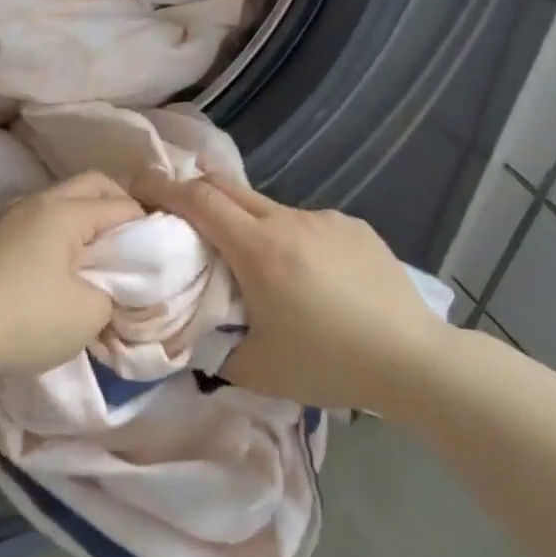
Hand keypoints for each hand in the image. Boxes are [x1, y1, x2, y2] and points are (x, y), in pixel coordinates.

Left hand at [0, 172, 142, 381]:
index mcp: (65, 210)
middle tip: (133, 246)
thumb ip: (116, 292)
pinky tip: (60, 268)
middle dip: (119, 208)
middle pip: (91, 186)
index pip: (123, 205)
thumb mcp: (90, 314)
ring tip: (98, 258)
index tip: (160, 257)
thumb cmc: (26, 319)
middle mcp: (37, 201)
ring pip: (61, 202)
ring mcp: (9, 218)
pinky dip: (60, 235)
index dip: (149, 228)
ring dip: (86, 220)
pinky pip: (39, 222)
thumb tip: (111, 285)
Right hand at [133, 172, 454, 414]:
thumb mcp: (255, 368)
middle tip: (179, 214)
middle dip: (196, 193)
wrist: (415, 361)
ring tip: (256, 265)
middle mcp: (290, 221)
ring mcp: (326, 220)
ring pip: (269, 208)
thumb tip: (194, 334)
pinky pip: (306, 223)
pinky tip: (309, 276)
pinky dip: (289, 238)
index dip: (164, 189)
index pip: (199, 200)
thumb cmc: (329, 364)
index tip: (140, 188)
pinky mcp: (355, 227)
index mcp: (259, 250)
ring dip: (246, 223)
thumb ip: (213, 347)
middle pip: (228, 188)